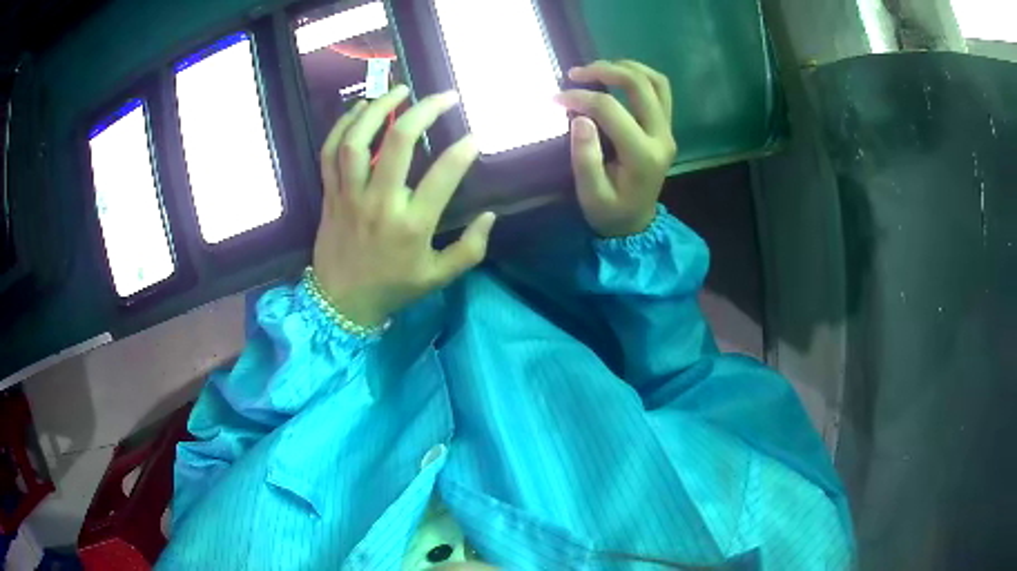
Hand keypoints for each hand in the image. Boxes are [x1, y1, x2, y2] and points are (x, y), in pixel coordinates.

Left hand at [312, 86, 494, 326]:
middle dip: (425, 111)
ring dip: (378, 108)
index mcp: (411, 225)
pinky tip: (360, 108)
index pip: (442, 176)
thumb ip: (470, 249)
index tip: (474, 137)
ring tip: (400, 89)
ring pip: (358, 141)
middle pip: (398, 143)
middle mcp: (379, 203)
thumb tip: (490, 215)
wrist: (340, 304)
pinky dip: (343, 126)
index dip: (463, 151)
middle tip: (444, 96)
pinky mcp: (329, 194)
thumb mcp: (438, 277)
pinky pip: (330, 153)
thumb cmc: (392, 288)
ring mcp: (350, 196)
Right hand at [554, 60, 676, 237]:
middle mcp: (661, 137)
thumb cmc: (609, 211)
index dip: (580, 97)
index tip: (556, 98)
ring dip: (626, 67)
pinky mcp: (666, 127)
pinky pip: (660, 90)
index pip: (610, 110)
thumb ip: (585, 157)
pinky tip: (616, 76)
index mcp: (642, 155)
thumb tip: (579, 117)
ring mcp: (667, 130)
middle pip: (639, 85)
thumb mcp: (590, 194)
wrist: (635, 223)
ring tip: (597, 69)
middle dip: (604, 71)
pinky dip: (638, 76)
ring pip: (655, 82)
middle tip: (575, 73)